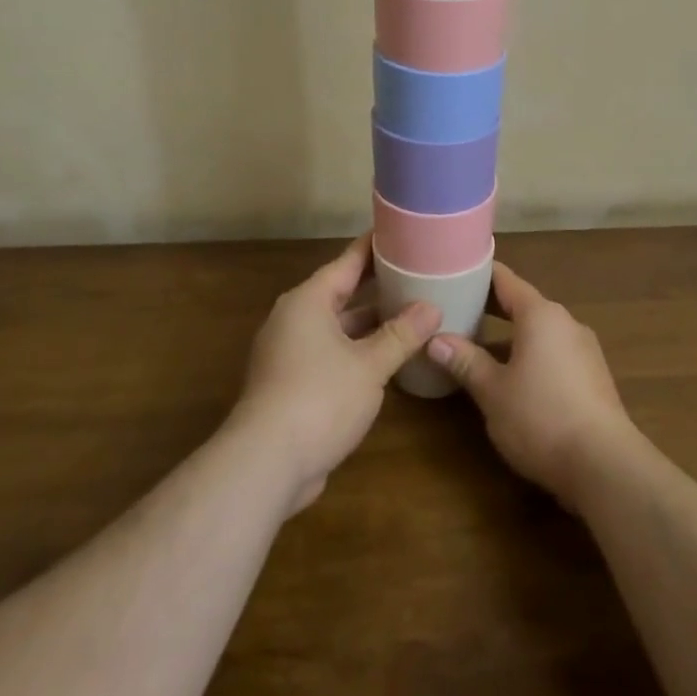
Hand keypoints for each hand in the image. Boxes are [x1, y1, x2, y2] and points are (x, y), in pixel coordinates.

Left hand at [232, 234, 440, 515]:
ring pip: (336, 326)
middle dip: (376, 285)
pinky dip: (355, 350)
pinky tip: (384, 358)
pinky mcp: (290, 384)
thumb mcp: (369, 365)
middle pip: (341, 292)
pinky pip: (329, 353)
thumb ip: (401, 334)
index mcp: (308, 301)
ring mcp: (288, 353)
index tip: (400, 231)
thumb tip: (431, 307)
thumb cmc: (318, 399)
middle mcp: (294, 319)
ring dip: (368, 323)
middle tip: (414, 271)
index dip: (374, 247)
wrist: (265, 464)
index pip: (347, 262)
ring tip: (408, 313)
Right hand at [427, 262, 636, 512]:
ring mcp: (584, 349)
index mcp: (540, 314)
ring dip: (512, 335)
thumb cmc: (541, 417)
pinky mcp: (594, 377)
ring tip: (480, 346)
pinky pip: (555, 352)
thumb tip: (434, 339)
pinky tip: (515, 377)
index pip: (505, 279)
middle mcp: (565, 322)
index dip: (478, 274)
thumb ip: (465, 361)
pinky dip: (532, 354)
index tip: (454, 273)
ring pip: (540, 330)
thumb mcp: (492, 391)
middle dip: (491, 308)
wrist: (605, 466)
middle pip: (523, 303)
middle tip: (458, 311)